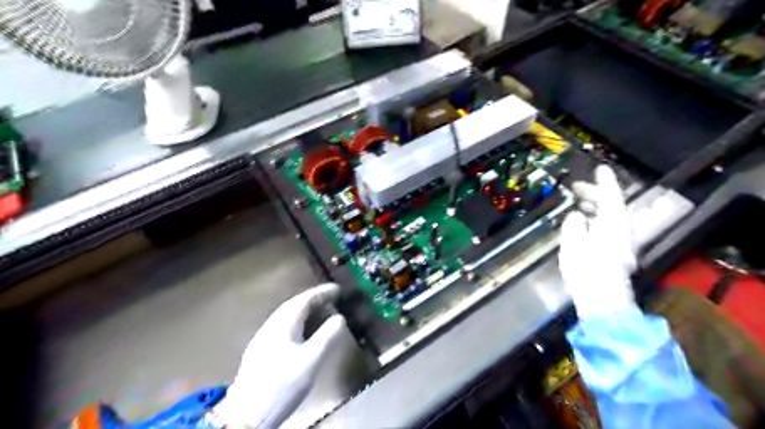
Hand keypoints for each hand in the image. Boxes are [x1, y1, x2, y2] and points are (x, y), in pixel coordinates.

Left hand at [213, 284, 348, 427]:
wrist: (247, 414)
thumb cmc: (283, 384)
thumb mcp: (311, 360)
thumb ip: (327, 336)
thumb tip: (339, 318)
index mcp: (283, 324)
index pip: (304, 300)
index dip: (322, 293)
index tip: (338, 289)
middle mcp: (271, 326)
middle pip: (293, 306)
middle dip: (313, 299)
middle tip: (332, 299)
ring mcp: (263, 339)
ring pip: (287, 317)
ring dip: (305, 311)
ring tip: (321, 313)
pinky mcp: (260, 352)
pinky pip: (283, 327)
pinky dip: (298, 323)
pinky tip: (303, 334)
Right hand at [560, 166, 637, 319]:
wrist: (602, 301)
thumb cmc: (586, 270)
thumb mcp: (573, 242)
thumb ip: (574, 224)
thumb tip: (577, 216)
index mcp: (613, 224)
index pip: (612, 196)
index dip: (604, 182)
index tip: (600, 169)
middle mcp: (623, 231)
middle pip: (612, 206)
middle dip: (595, 195)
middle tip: (576, 187)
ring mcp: (622, 244)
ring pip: (611, 218)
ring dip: (595, 208)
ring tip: (577, 203)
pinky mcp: (617, 254)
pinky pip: (608, 229)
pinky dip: (596, 221)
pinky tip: (584, 223)